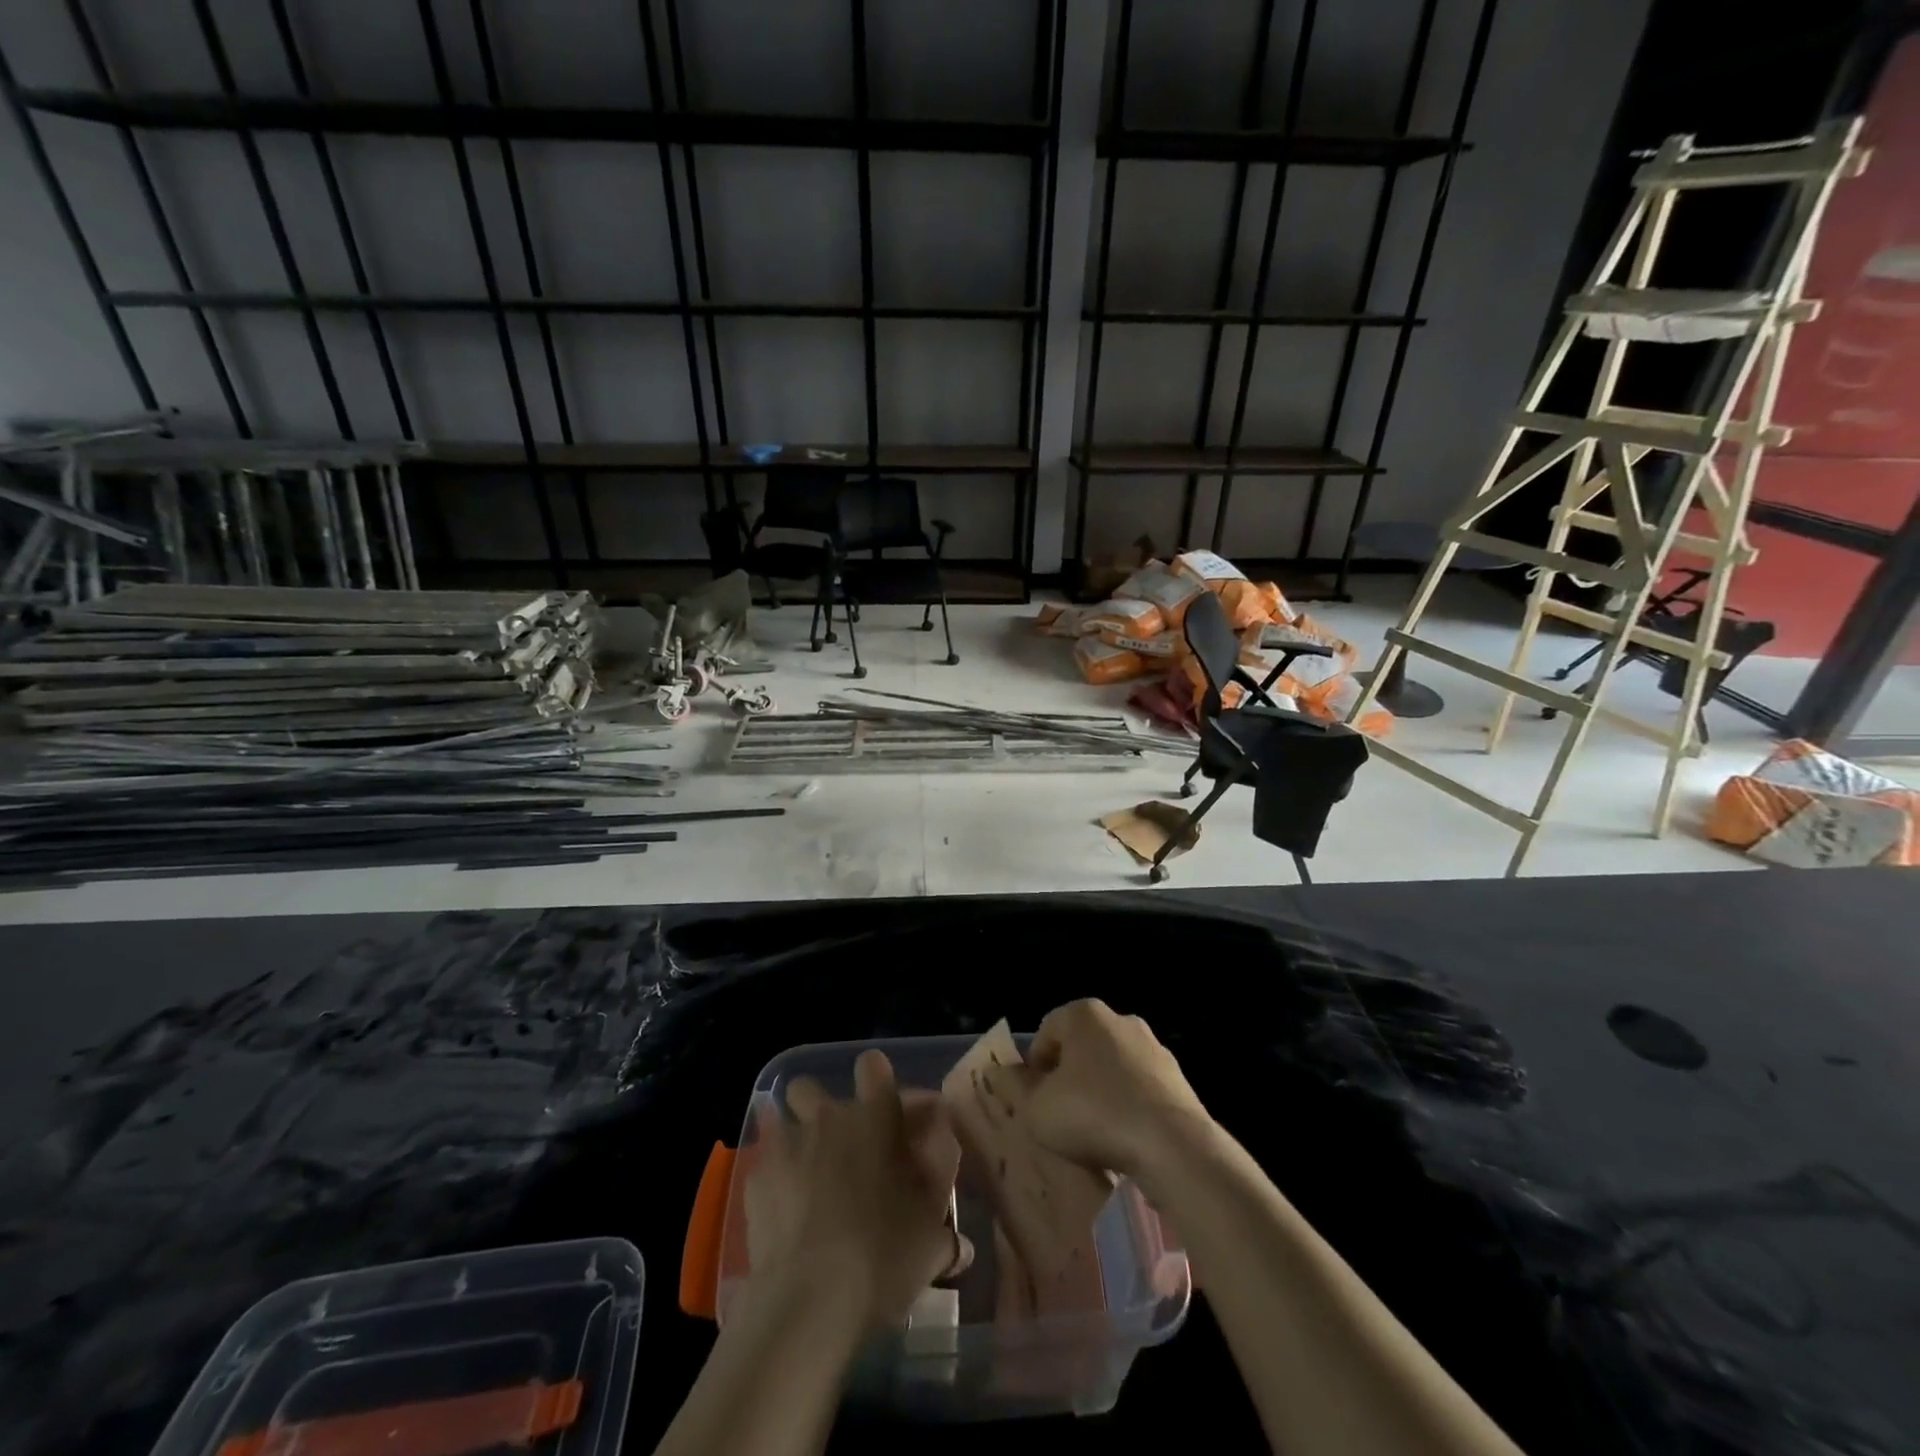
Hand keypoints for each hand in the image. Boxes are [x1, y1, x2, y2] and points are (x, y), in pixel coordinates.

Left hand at [742, 1050, 966, 1332]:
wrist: (809, 1300)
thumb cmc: (883, 1255)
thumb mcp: (932, 1235)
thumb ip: (942, 1226)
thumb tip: (959, 1235)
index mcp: (875, 1117)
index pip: (873, 1066)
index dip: (877, 1080)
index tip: (887, 1110)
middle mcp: (828, 1118)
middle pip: (811, 1087)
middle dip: (821, 1109)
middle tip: (840, 1149)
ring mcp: (787, 1145)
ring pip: (782, 1121)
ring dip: (795, 1142)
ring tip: (807, 1180)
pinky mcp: (756, 1180)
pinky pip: (765, 1166)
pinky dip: (776, 1183)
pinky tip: (786, 1218)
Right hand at [991, 998, 1214, 1186]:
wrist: (1172, 1145)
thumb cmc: (1093, 1114)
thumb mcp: (1038, 1108)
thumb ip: (1018, 1087)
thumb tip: (1004, 1072)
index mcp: (1084, 1014)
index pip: (1046, 1031)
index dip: (1034, 1066)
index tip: (1034, 1099)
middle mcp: (1120, 1020)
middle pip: (1081, 1046)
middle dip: (1068, 1076)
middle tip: (1059, 1114)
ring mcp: (1153, 1047)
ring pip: (1112, 1067)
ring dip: (1099, 1092)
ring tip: (1093, 1131)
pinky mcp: (1177, 1077)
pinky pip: (1139, 1088)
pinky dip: (1127, 1106)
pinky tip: (1124, 1138)